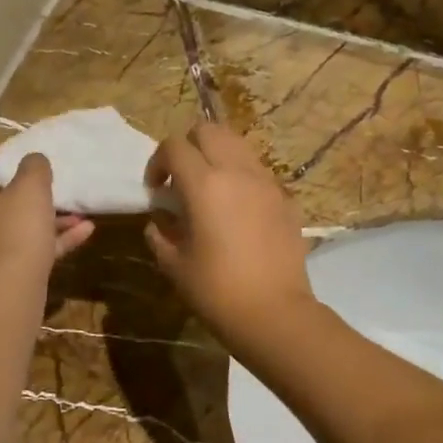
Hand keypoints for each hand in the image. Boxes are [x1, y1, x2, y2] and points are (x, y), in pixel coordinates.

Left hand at [0, 155, 93, 283]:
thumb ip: (34, 168)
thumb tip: (35, 159)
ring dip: (52, 222)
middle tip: (62, 194)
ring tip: (81, 215)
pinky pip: (31, 252)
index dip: (15, 172)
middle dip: (38, 201)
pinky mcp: (3, 276)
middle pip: (6, 206)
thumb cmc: (16, 230)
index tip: (39, 172)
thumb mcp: (30, 188)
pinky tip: (86, 232)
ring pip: (21, 231)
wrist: (9, 290)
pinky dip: (55, 242)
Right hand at [143, 124, 315, 352]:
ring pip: (238, 145)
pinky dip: (242, 178)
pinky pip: (259, 172)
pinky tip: (238, 212)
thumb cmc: (216, 290)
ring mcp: (267, 182)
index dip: (158, 161)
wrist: (274, 313)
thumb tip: (159, 220)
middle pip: (210, 130)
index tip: (156, 188)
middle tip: (182, 178)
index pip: (174, 146)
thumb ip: (160, 233)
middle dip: (189, 146)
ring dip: (218, 157)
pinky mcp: (286, 199)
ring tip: (211, 191)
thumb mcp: (174, 264)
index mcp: (204, 184)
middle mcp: (238, 172)